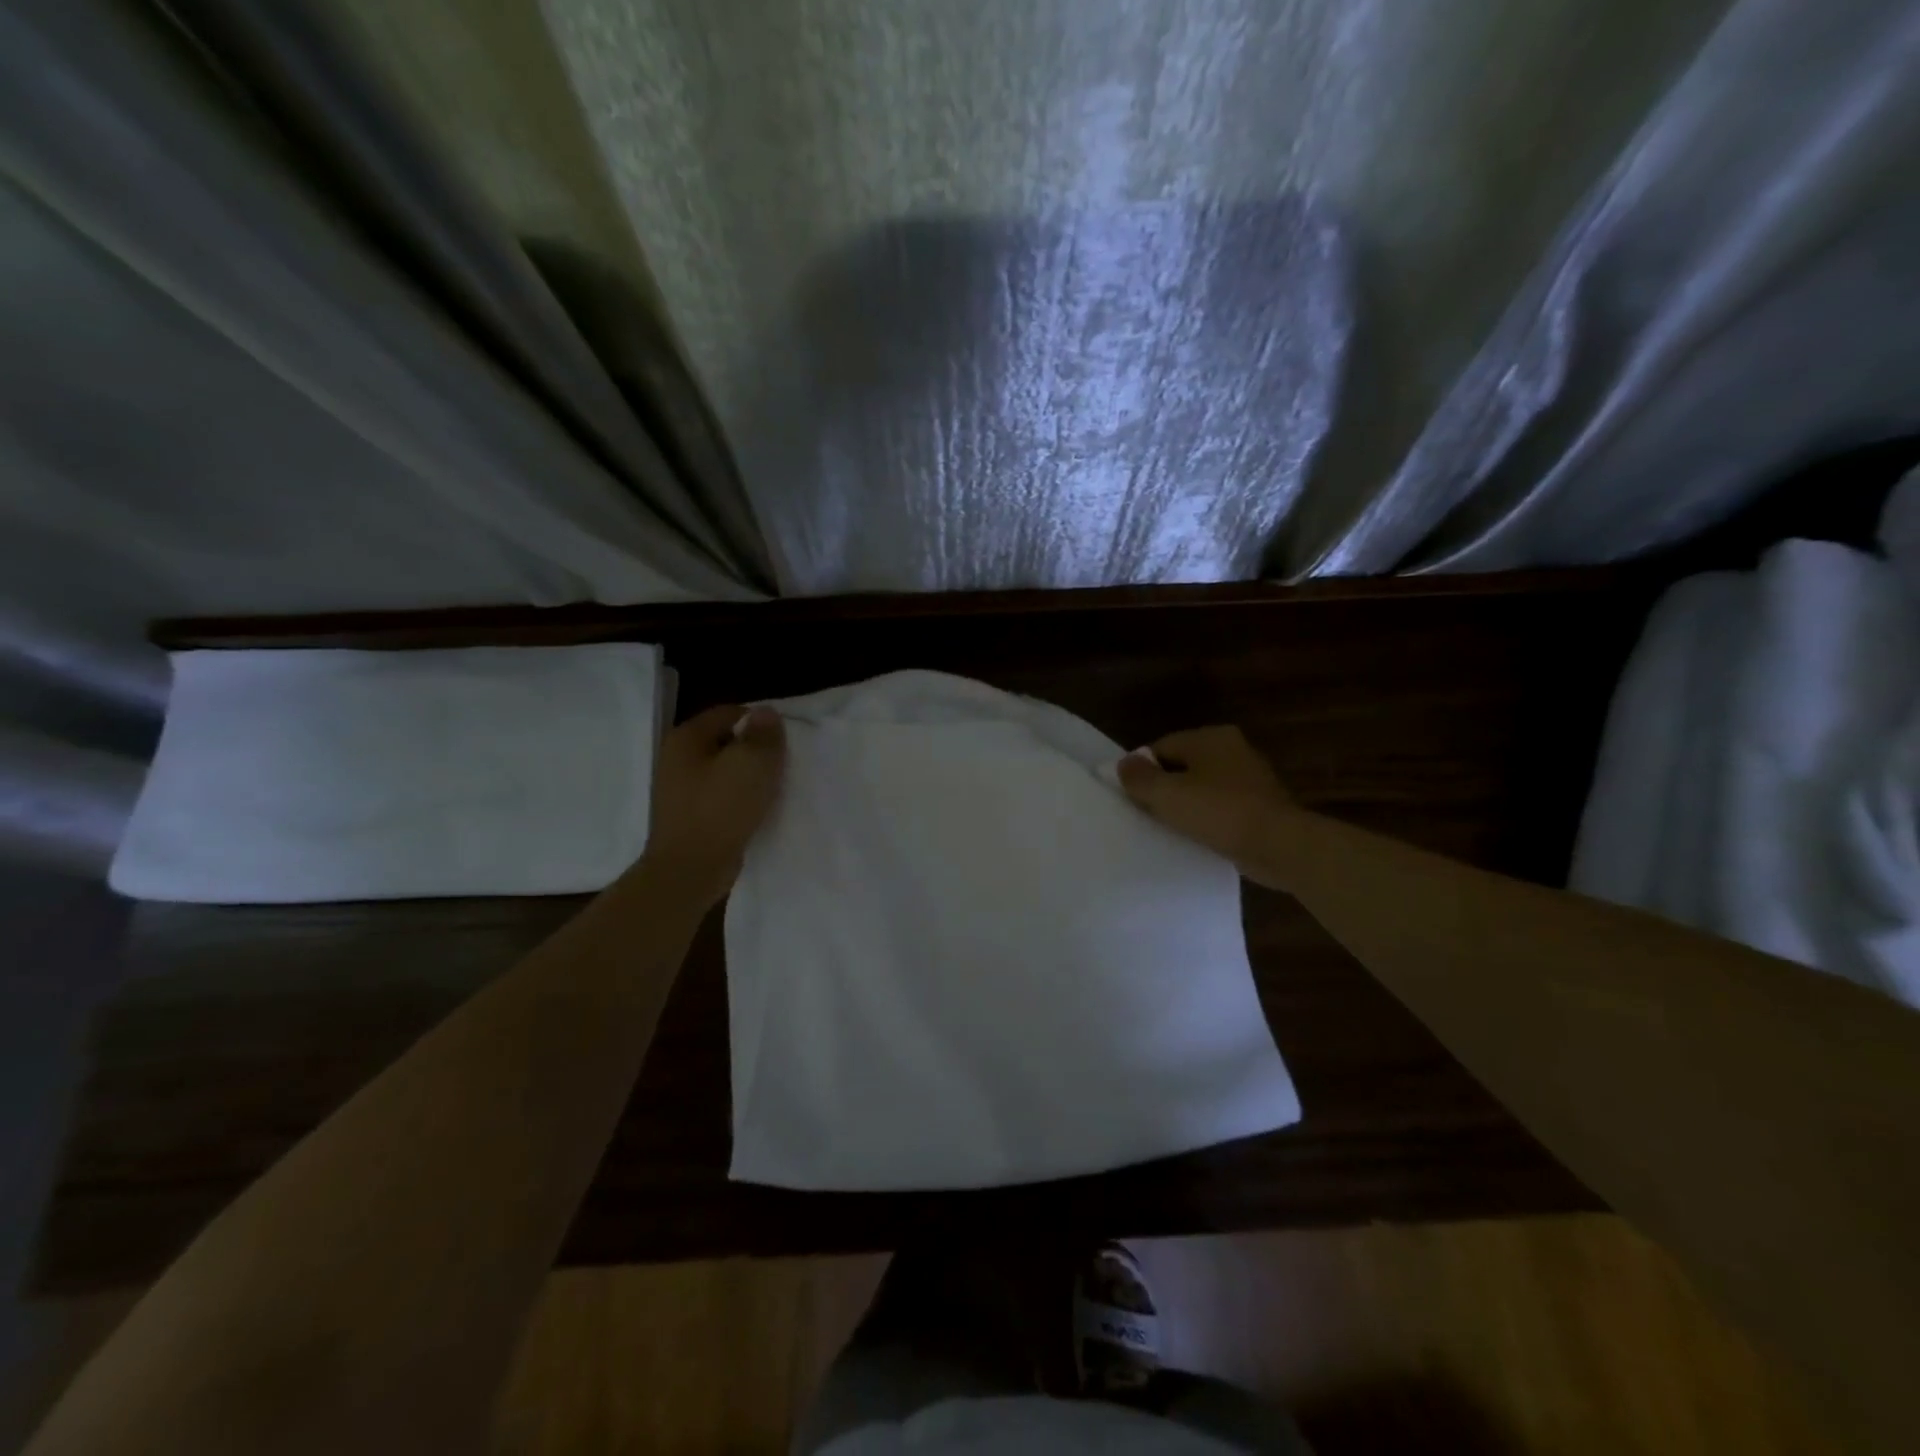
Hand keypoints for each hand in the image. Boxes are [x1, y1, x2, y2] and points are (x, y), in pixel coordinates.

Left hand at [640, 703, 785, 906]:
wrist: (690, 871)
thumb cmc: (720, 810)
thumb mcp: (752, 764)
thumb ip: (763, 735)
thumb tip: (767, 712)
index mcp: (687, 737)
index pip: (730, 713)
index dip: (760, 722)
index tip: (785, 740)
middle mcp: (677, 758)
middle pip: (726, 740)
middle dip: (755, 749)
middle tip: (783, 763)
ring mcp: (680, 788)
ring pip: (725, 769)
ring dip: (748, 776)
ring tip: (774, 788)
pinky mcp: (689, 815)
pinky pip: (721, 795)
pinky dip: (739, 798)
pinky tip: (758, 809)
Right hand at [1116, 725, 1297, 871]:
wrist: (1280, 846)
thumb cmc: (1219, 813)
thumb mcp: (1167, 795)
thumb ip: (1139, 777)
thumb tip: (1123, 763)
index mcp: (1210, 737)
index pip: (1161, 747)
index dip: (1141, 770)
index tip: (1130, 797)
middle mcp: (1232, 749)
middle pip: (1182, 766)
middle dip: (1163, 788)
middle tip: (1146, 814)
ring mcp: (1250, 777)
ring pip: (1202, 788)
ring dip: (1186, 806)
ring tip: (1170, 829)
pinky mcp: (1261, 805)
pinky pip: (1222, 808)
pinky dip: (1208, 820)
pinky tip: (1198, 838)